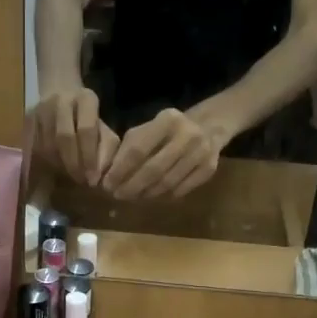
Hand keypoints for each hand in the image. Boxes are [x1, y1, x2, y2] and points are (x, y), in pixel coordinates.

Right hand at [29, 87, 116, 186]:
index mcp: (85, 98)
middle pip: (64, 137)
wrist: (61, 93)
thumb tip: (99, 173)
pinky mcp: (28, 120)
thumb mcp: (104, 130)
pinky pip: (36, 147)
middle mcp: (61, 100)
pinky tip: (57, 169)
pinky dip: (47, 162)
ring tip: (70, 176)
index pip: (87, 129)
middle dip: (74, 163)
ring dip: (60, 165)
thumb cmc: (89, 119)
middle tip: (81, 181)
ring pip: (48, 144)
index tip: (93, 178)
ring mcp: (41, 109)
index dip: (90, 156)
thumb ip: (106, 150)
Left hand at [100, 108, 219, 199]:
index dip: (120, 170)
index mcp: (167, 120)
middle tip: (117, 195)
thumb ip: (129, 147)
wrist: (208, 127)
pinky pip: (181, 190)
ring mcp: (201, 152)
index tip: (107, 184)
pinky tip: (152, 196)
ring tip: (133, 197)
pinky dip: (164, 196)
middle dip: (131, 186)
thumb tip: (107, 174)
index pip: (138, 150)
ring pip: (167, 183)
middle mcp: (187, 135)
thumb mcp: (148, 129)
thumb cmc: (168, 130)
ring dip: (146, 193)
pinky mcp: (209, 168)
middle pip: (153, 170)